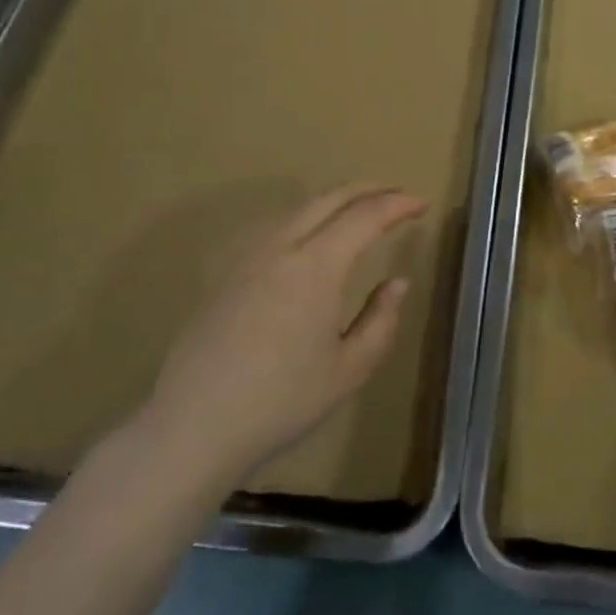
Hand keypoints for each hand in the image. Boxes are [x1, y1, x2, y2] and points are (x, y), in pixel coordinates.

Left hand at [138, 184, 425, 486]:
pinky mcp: (228, 273)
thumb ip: (381, 320)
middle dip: (369, 189)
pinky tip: (313, 238)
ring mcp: (249, 256)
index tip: (422, 204)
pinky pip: (277, 226)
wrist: (193, 425)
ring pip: (300, 208)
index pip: (366, 216)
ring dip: (337, 200)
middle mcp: (282, 247)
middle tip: (398, 194)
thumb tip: (397, 283)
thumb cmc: (281, 401)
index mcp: (317, 266)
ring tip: (360, 211)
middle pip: (330, 198)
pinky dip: (309, 217)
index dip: (398, 204)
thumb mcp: (349, 369)